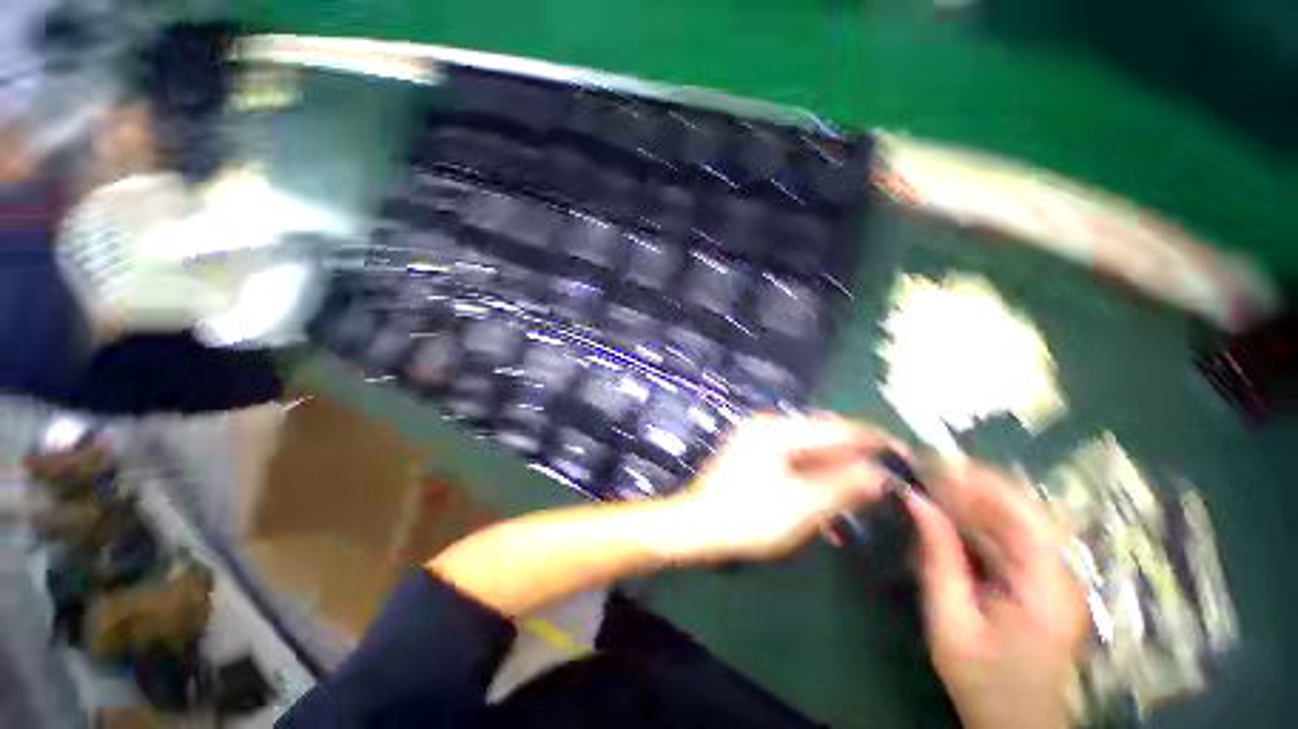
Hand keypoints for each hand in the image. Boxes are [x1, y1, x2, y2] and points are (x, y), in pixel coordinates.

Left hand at [667, 413, 901, 562]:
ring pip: (810, 453)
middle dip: (854, 461)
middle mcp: (767, 427)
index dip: (872, 440)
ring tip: (860, 499)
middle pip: (823, 439)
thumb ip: (842, 486)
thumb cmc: (747, 518)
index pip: (836, 428)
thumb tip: (881, 474)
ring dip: (834, 475)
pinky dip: (812, 480)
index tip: (904, 452)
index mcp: (776, 430)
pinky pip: (794, 462)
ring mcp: (758, 439)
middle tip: (885, 482)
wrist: (697, 527)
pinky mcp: (754, 455)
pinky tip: (826, 505)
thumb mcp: (801, 506)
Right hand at [904, 463, 1087, 728]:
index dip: (981, 482)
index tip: (935, 464)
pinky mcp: (1042, 579)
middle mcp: (1061, 572)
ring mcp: (1055, 575)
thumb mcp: (951, 622)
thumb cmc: (983, 680)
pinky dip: (978, 518)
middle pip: (1024, 508)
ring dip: (973, 498)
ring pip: (1017, 517)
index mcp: (1048, 586)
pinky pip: (1011, 535)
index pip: (1025, 514)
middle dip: (973, 484)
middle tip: (924, 471)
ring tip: (930, 486)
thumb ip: (937, 557)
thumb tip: (916, 501)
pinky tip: (949, 514)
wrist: (1016, 722)